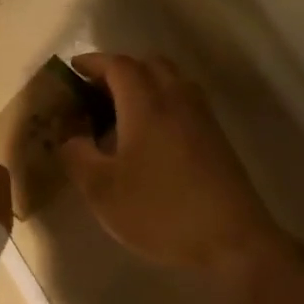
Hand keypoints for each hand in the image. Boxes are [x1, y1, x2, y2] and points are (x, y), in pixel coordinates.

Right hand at [61, 54, 292, 296]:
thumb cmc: (159, 211)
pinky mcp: (215, 137)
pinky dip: (161, 102)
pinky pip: (183, 101)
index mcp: (146, 104)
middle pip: (148, 64)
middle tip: (94, 94)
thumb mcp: (101, 189)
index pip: (117, 65)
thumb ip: (76, 154)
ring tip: (119, 114)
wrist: (232, 241)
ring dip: (143, 85)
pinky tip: (147, 137)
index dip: (92, 62)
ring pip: (170, 80)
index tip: (71, 72)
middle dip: (118, 70)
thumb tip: (70, 135)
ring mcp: (201, 117)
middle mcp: (176, 99)